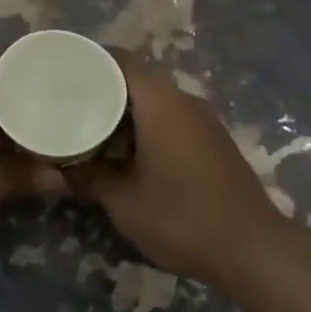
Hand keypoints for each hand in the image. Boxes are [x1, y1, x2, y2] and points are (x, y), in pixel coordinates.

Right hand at [65, 60, 289, 286]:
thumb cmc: (182, 219)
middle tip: (65, 105)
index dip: (87, 61)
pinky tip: (124, 151)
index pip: (119, 61)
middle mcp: (184, 101)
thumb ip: (89, 178)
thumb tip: (59, 169)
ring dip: (123, 112)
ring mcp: (203, 120)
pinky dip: (144, 127)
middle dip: (100, 90)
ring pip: (154, 101)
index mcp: (161, 103)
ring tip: (87, 129)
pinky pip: (170, 119)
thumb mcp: (124, 202)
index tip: (58, 74)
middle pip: (136, 79)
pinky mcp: (212, 140)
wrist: (252, 250)